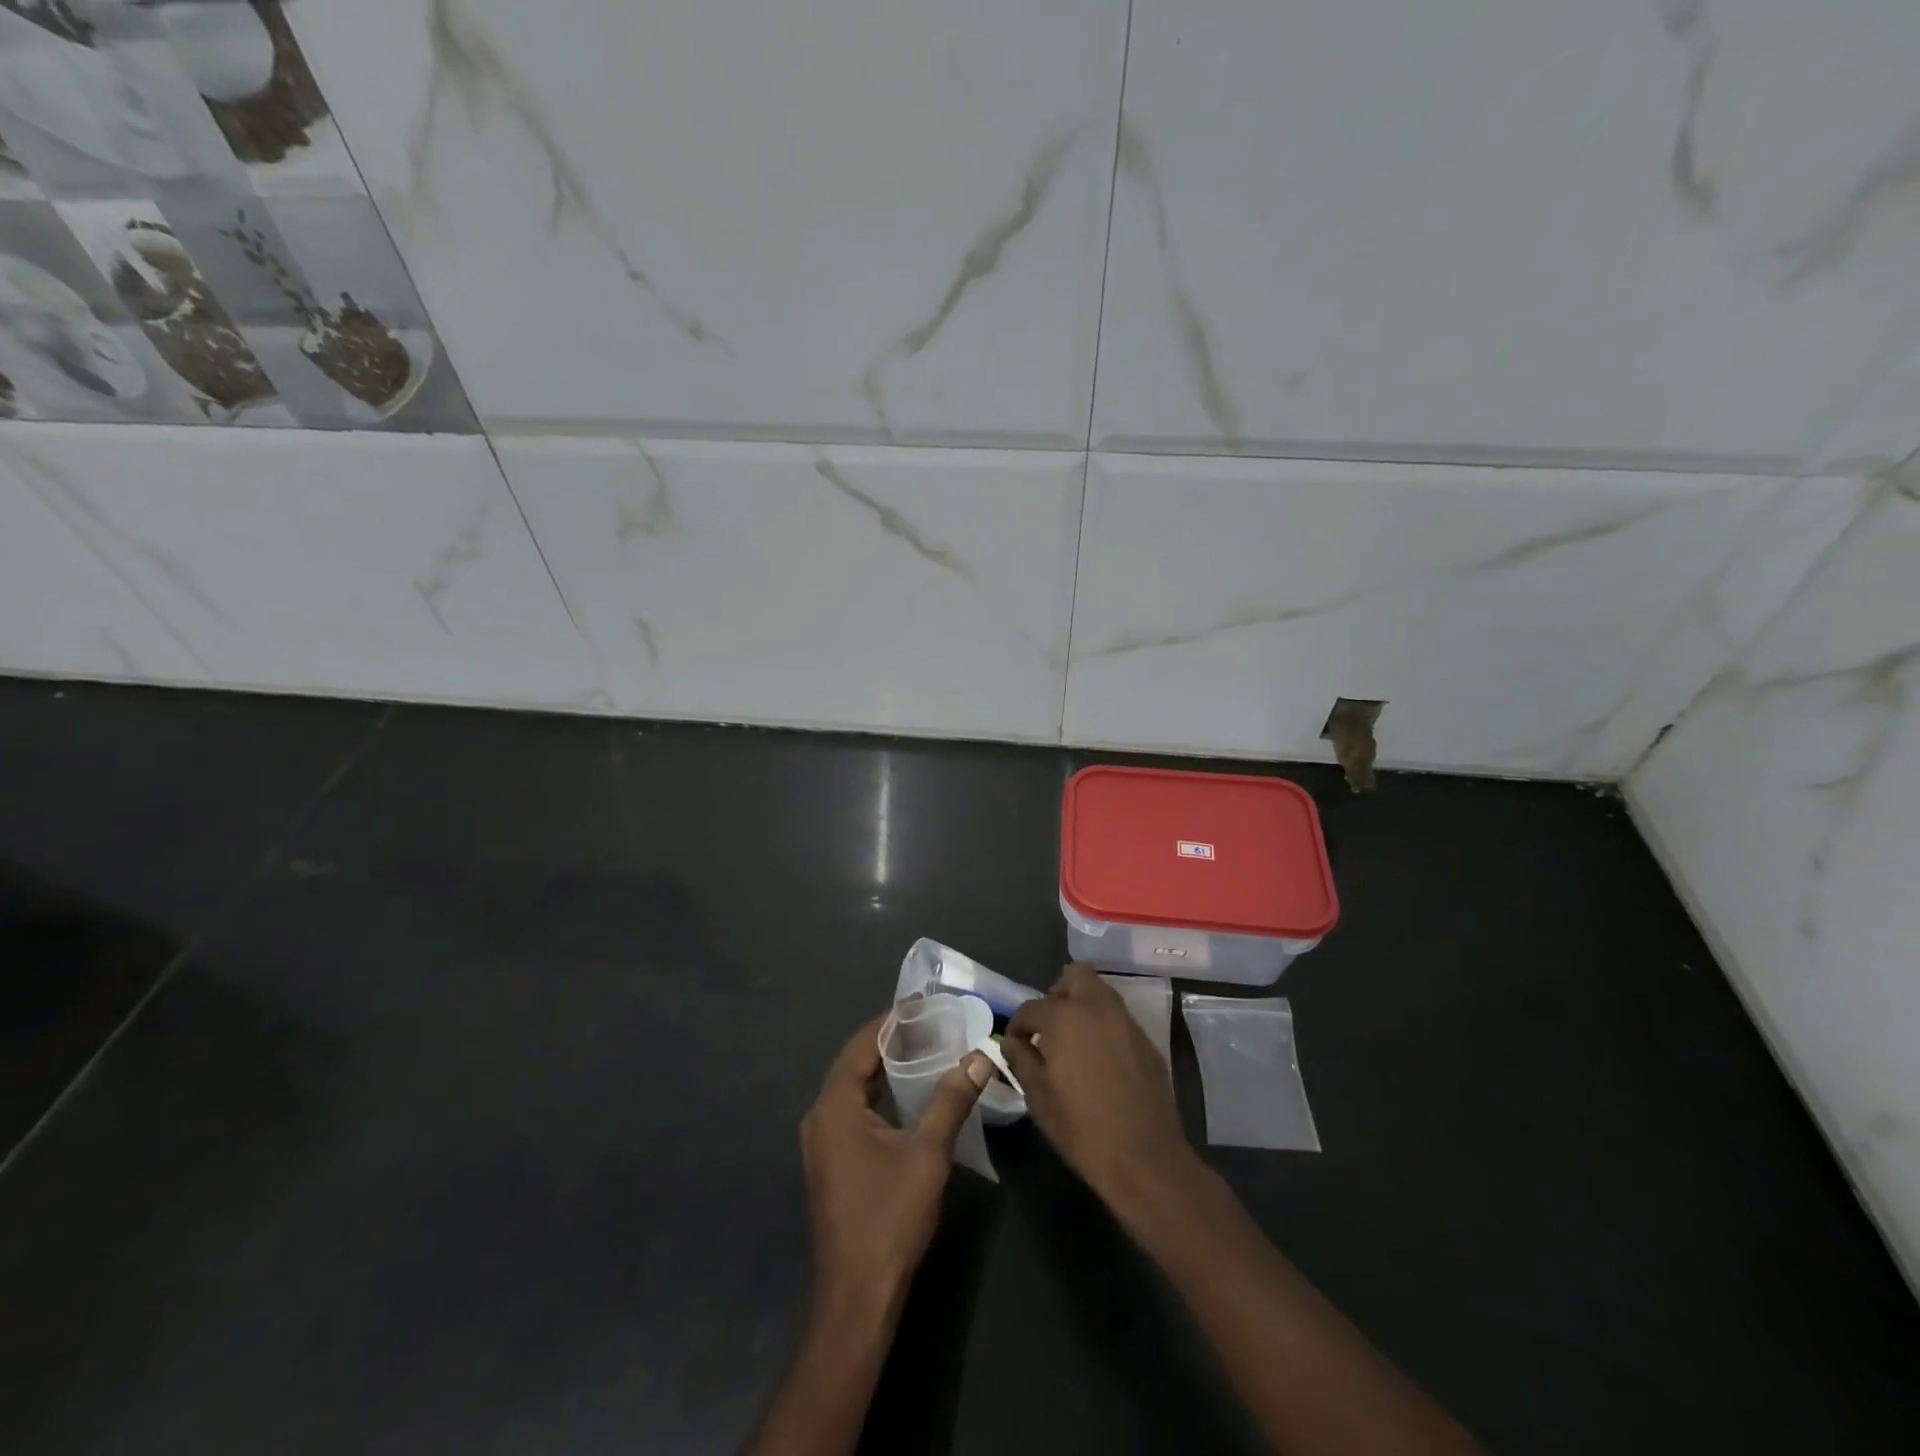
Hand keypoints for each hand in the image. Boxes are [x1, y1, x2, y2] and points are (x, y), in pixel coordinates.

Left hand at [801, 1015, 990, 1314]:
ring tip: (926, 1050)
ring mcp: (822, 1142)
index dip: (893, 1020)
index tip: (924, 1003)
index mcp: (834, 1106)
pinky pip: (854, 1110)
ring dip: (886, 1068)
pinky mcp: (831, 1162)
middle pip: (856, 1063)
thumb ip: (952, 1100)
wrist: (858, 1296)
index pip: (863, 1044)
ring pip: (855, 1088)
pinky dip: (880, 1094)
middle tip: (932, 1023)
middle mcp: (820, 1117)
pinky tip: (909, 1095)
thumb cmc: (890, 1217)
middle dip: (892, 1040)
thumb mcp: (928, 1153)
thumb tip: (980, 1057)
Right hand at [1003, 964, 1197, 1209]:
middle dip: (1056, 994)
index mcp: (1066, 1017)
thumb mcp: (1038, 1097)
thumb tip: (1012, 1041)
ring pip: (1100, 994)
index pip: (1031, 1007)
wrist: (1145, 1158)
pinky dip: (1103, 1027)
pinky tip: (1099, 1061)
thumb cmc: (1082, 1129)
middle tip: (1048, 1027)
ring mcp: (1127, 1022)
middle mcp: (1098, 1008)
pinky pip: (1118, 1019)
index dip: (1018, 1026)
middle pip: (1075, 976)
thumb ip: (1020, 1059)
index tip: (1015, 1044)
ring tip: (1072, 1043)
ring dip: (1082, 1007)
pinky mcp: (1147, 1041)